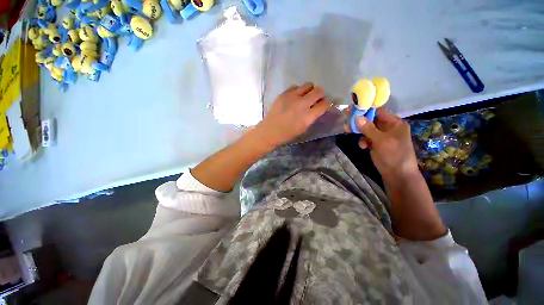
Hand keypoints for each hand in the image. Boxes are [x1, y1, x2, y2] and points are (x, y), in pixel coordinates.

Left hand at [255, 83, 331, 147]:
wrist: (270, 131)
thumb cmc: (287, 134)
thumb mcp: (303, 128)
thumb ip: (312, 116)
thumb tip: (319, 107)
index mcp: (308, 116)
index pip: (325, 104)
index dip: (327, 104)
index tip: (324, 105)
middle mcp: (302, 104)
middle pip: (319, 91)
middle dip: (320, 95)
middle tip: (315, 100)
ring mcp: (292, 96)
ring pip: (308, 85)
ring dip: (310, 90)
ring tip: (305, 97)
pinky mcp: (284, 93)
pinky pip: (296, 86)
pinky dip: (298, 91)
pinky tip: (294, 98)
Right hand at [344, 108, 418, 182]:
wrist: (397, 175)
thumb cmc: (394, 155)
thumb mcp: (381, 140)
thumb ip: (368, 128)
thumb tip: (357, 117)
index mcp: (394, 123)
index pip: (378, 112)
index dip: (365, 110)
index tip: (352, 110)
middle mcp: (388, 127)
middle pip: (370, 120)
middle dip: (359, 122)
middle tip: (346, 121)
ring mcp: (381, 136)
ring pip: (366, 129)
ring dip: (359, 132)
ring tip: (348, 132)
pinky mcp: (376, 144)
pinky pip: (366, 138)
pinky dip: (362, 141)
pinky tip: (362, 146)